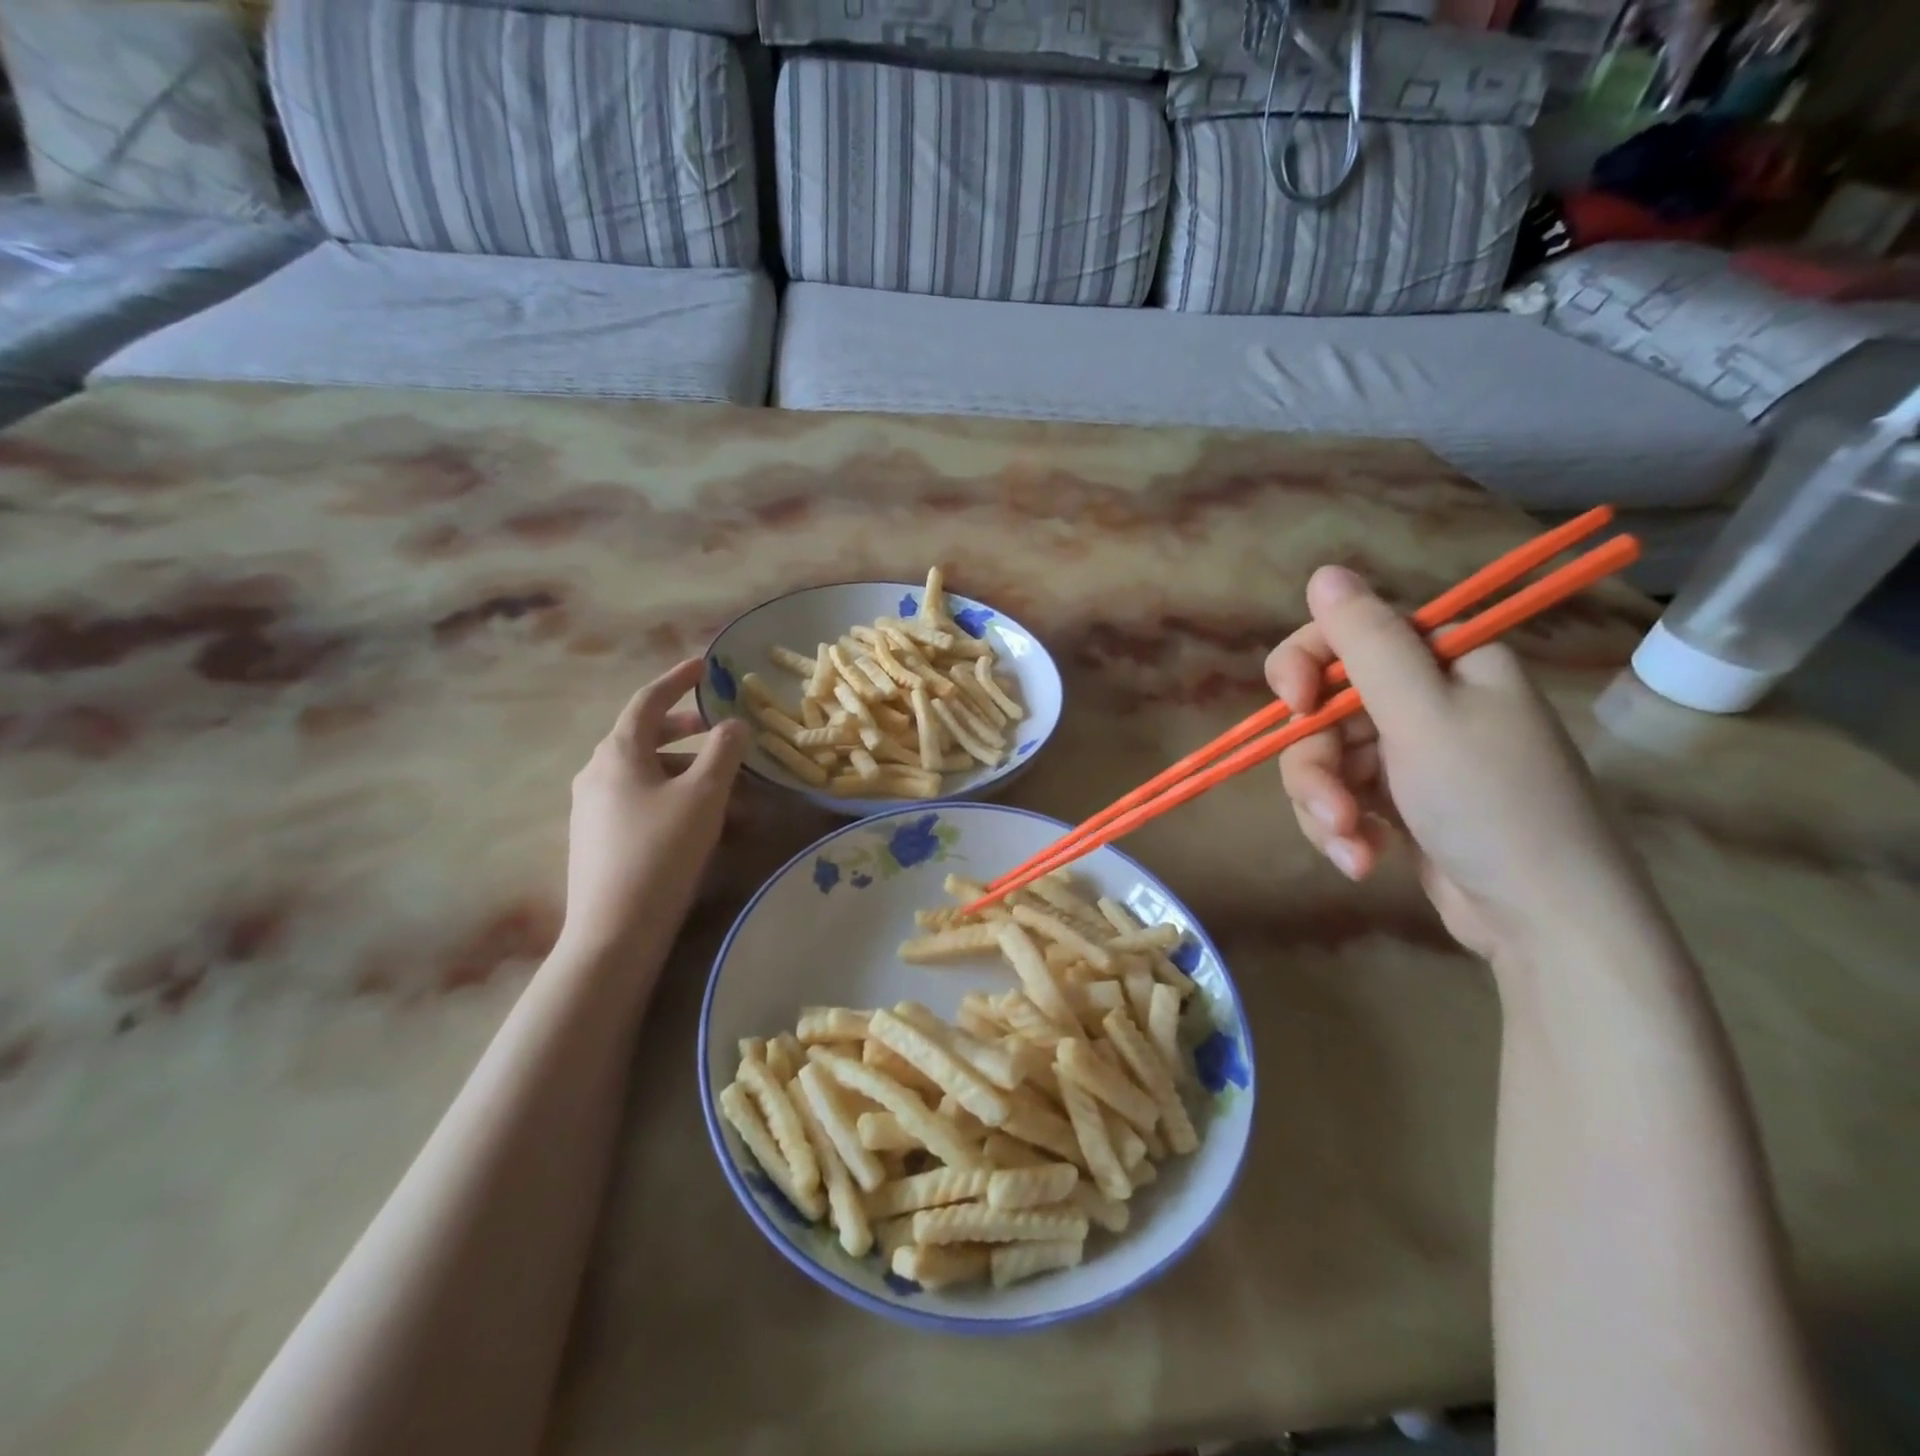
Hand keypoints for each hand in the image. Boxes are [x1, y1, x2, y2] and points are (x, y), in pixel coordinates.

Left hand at [560, 659, 749, 958]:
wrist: (614, 930)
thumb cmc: (662, 851)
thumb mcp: (704, 795)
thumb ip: (723, 751)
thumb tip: (734, 724)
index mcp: (618, 752)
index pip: (648, 700)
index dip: (677, 680)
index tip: (703, 667)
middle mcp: (597, 772)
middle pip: (645, 736)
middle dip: (687, 729)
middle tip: (721, 730)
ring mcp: (593, 806)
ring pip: (646, 772)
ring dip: (686, 769)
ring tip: (725, 786)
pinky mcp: (597, 837)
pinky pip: (639, 800)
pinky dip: (672, 795)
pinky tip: (699, 820)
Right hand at [1266, 566, 1649, 964]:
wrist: (1545, 920)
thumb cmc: (1491, 803)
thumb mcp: (1423, 715)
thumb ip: (1367, 643)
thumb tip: (1324, 572)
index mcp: (1444, 661)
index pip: (1348, 635)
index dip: (1305, 665)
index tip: (1292, 705)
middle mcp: (1425, 699)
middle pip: (1324, 708)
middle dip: (1316, 764)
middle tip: (1330, 807)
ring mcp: (1410, 753)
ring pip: (1324, 759)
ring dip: (1324, 805)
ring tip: (1349, 846)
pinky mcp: (1397, 800)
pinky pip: (1340, 796)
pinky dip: (1341, 828)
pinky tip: (1362, 860)